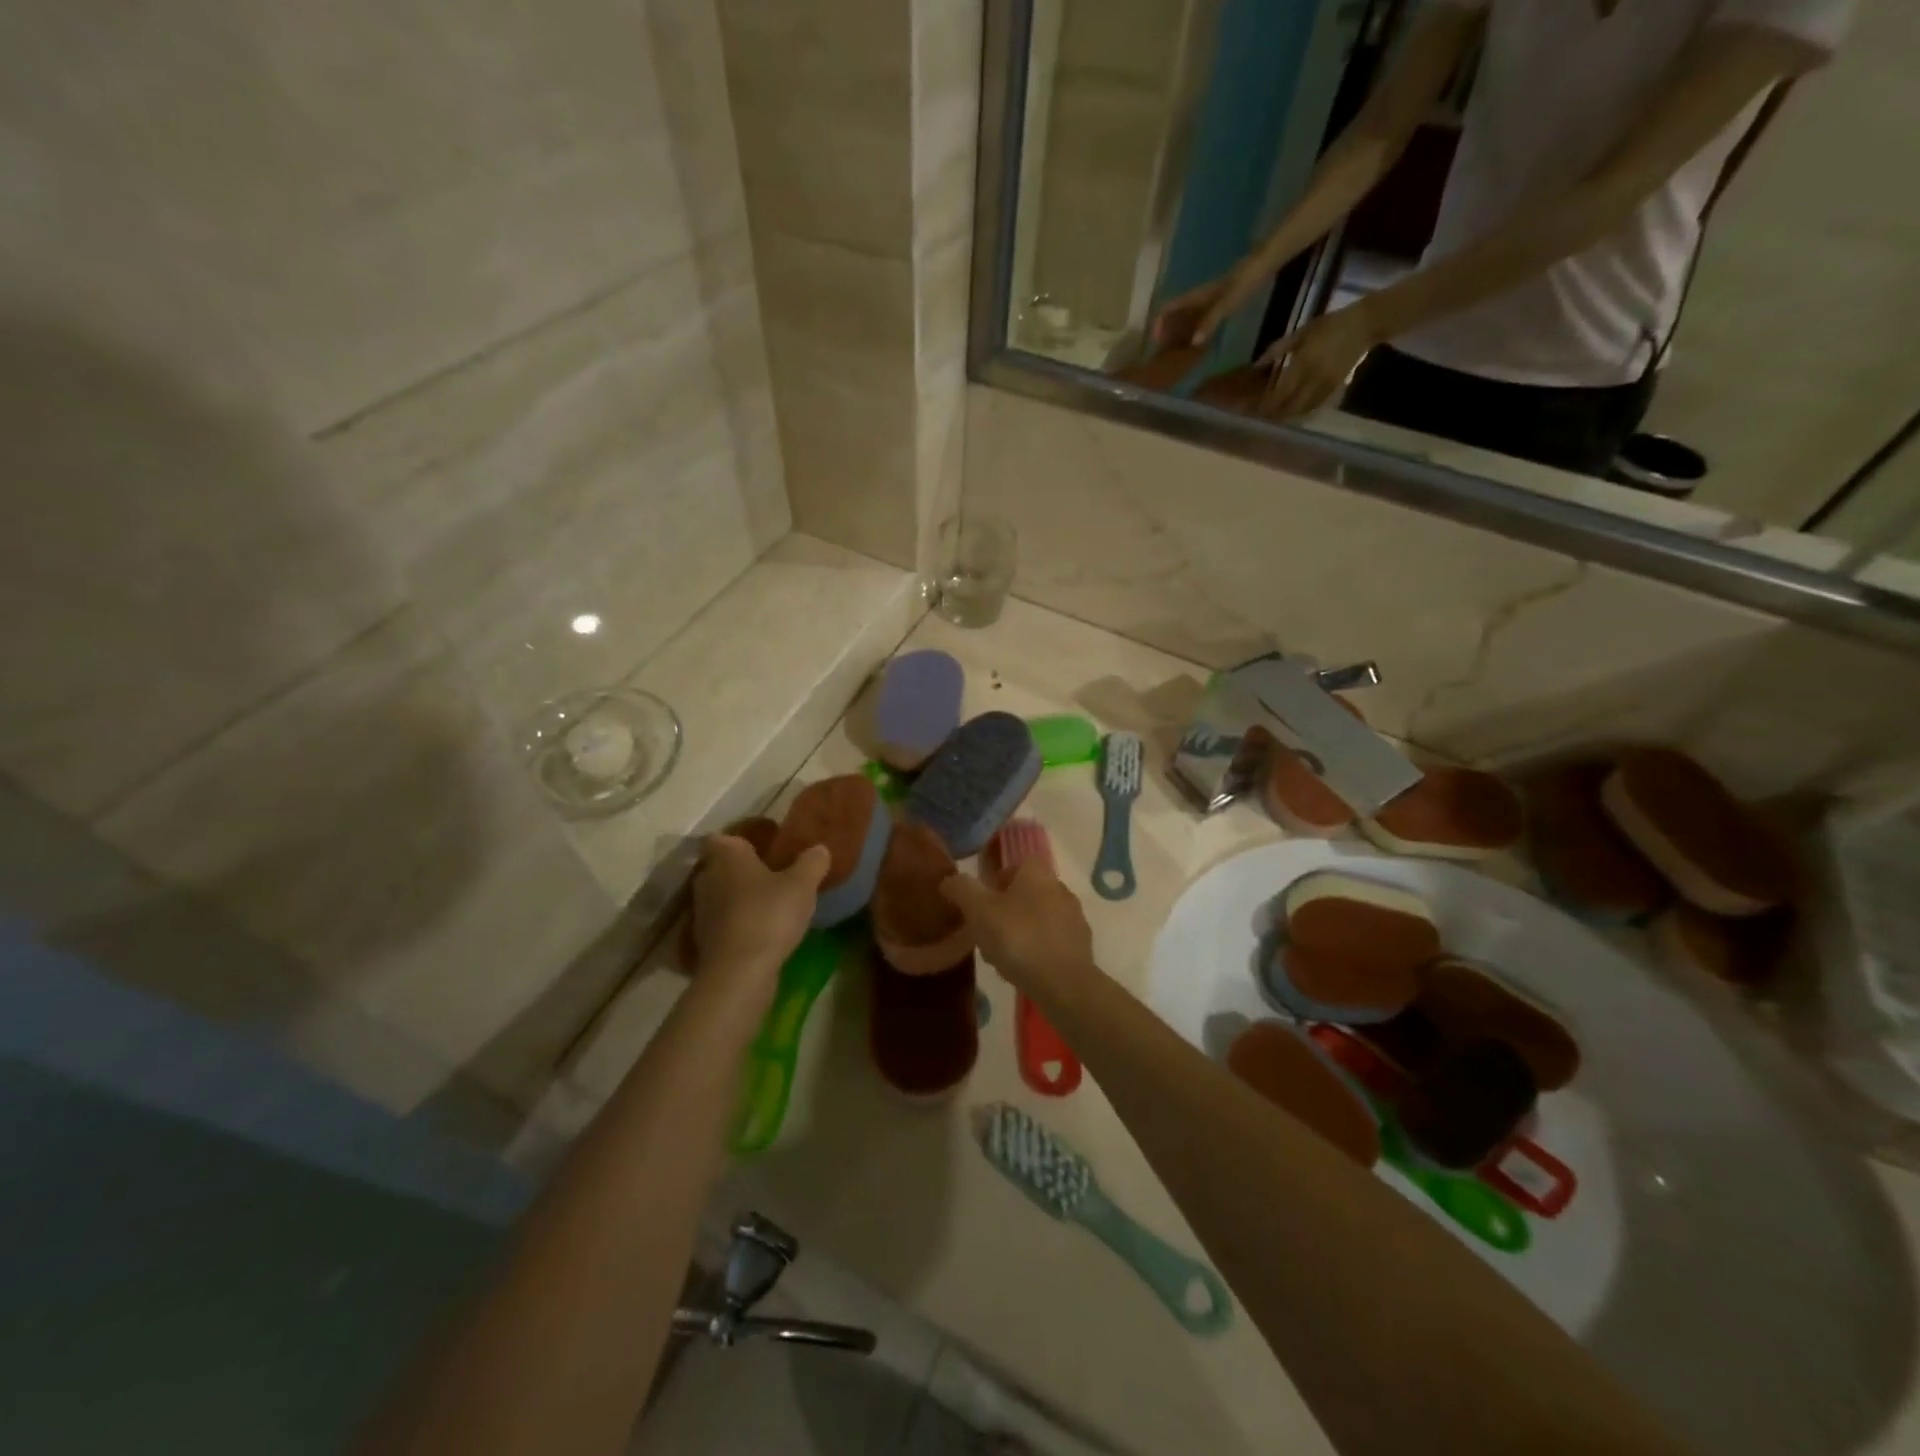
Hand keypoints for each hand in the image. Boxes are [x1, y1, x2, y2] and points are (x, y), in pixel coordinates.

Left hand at [690, 834, 828, 980]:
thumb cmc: (769, 915)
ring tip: (772, 903)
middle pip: (721, 866)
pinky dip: (739, 923)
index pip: (722, 837)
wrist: (739, 972)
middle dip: (743, 868)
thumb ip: (812, 862)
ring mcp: (702, 912)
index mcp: (727, 856)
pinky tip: (763, 930)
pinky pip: (724, 922)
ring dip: (741, 897)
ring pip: (722, 895)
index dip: (741, 838)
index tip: (765, 844)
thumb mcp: (802, 884)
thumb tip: (819, 848)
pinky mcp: (706, 941)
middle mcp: (707, 878)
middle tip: (774, 872)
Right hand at [939, 858, 1095, 996]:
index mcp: (1038, 873)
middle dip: (1007, 907)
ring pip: (1040, 917)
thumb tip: (949, 879)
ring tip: (1003, 954)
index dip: (999, 878)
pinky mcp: (1082, 946)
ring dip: (1022, 929)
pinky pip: (1053, 940)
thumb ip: (962, 890)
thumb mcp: (979, 911)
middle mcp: (1060, 889)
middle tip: (987, 929)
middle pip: (1028, 891)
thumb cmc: (1018, 938)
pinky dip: (1038, 948)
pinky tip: (1024, 968)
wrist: (1063, 984)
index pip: (1018, 863)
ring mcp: (1075, 918)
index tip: (984, 900)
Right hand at [1150, 257, 1274, 348]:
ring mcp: (1212, 298)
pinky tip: (1200, 342)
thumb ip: (1211, 320)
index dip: (1160, 322)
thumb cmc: (1247, 278)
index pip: (1171, 306)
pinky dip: (1197, 329)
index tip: (1155, 341)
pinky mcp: (1223, 299)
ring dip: (1182, 332)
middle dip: (1169, 331)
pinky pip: (1203, 317)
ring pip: (1190, 316)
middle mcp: (1201, 296)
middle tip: (1166, 352)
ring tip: (1180, 352)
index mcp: (1198, 294)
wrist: (1269, 259)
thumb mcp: (1228, 300)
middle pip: (1178, 313)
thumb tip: (1194, 342)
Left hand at [1256, 302, 1381, 419]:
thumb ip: (1277, 349)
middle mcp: (1314, 379)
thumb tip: (1256, 365)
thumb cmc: (1329, 326)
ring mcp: (1326, 386)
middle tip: (1262, 414)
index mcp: (1304, 363)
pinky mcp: (1336, 389)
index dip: (1267, 405)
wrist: (1364, 325)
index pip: (1281, 394)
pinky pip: (1315, 406)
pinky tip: (1293, 410)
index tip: (1254, 408)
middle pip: (1290, 407)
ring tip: (1274, 414)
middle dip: (1274, 414)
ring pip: (1302, 410)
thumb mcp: (1301, 332)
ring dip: (1286, 416)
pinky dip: (1301, 412)